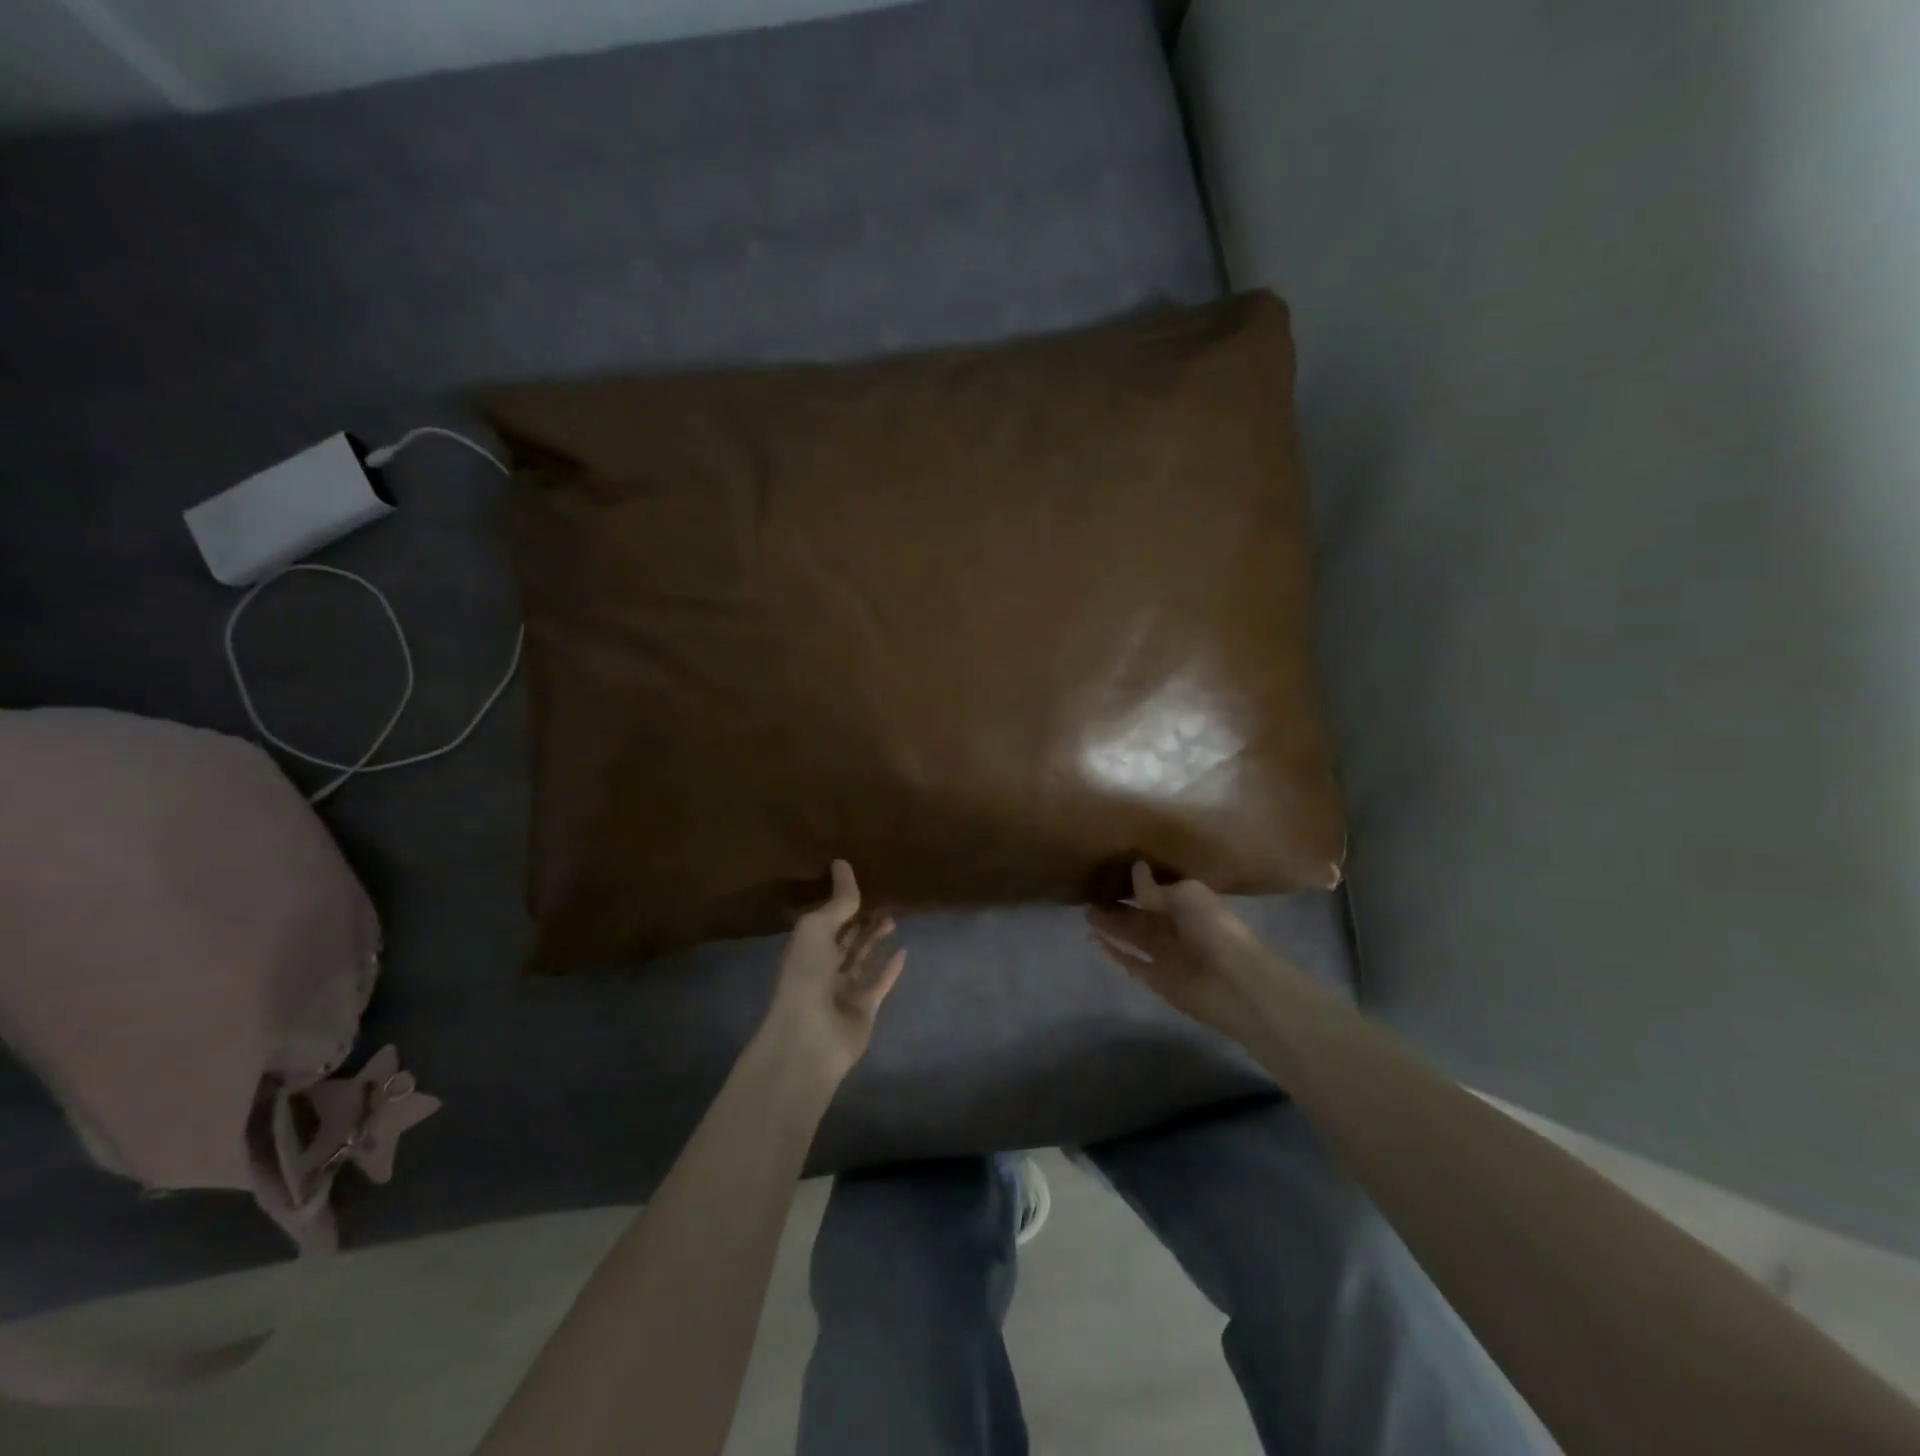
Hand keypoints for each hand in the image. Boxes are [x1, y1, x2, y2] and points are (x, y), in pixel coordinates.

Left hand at [762, 860, 905, 1083]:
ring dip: (877, 939)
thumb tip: (842, 863)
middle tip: (884, 899)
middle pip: (846, 938)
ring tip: (894, 918)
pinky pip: (880, 983)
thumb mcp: (817, 928)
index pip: (826, 919)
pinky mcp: (864, 1008)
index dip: (841, 903)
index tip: (861, 882)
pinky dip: (891, 967)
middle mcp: (823, 967)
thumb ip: (837, 902)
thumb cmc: (806, 975)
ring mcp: (844, 990)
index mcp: (806, 947)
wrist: (810, 1036)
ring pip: (863, 958)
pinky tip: (904, 950)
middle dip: (862, 920)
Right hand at [1087, 861, 1302, 1044]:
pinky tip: (1093, 940)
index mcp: (1188, 904)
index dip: (1135, 883)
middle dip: (1118, 905)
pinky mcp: (1157, 980)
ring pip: (1132, 937)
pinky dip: (1113, 953)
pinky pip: (1130, 963)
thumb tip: (1135, 869)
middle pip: (1141, 915)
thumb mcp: (1186, 895)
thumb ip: (1155, 888)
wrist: (1236, 983)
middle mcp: (1176, 928)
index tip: (1110, 871)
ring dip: (1111, 926)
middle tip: (1089, 894)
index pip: (1157, 891)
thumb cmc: (1215, 929)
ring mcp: (1166, 956)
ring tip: (1086, 913)